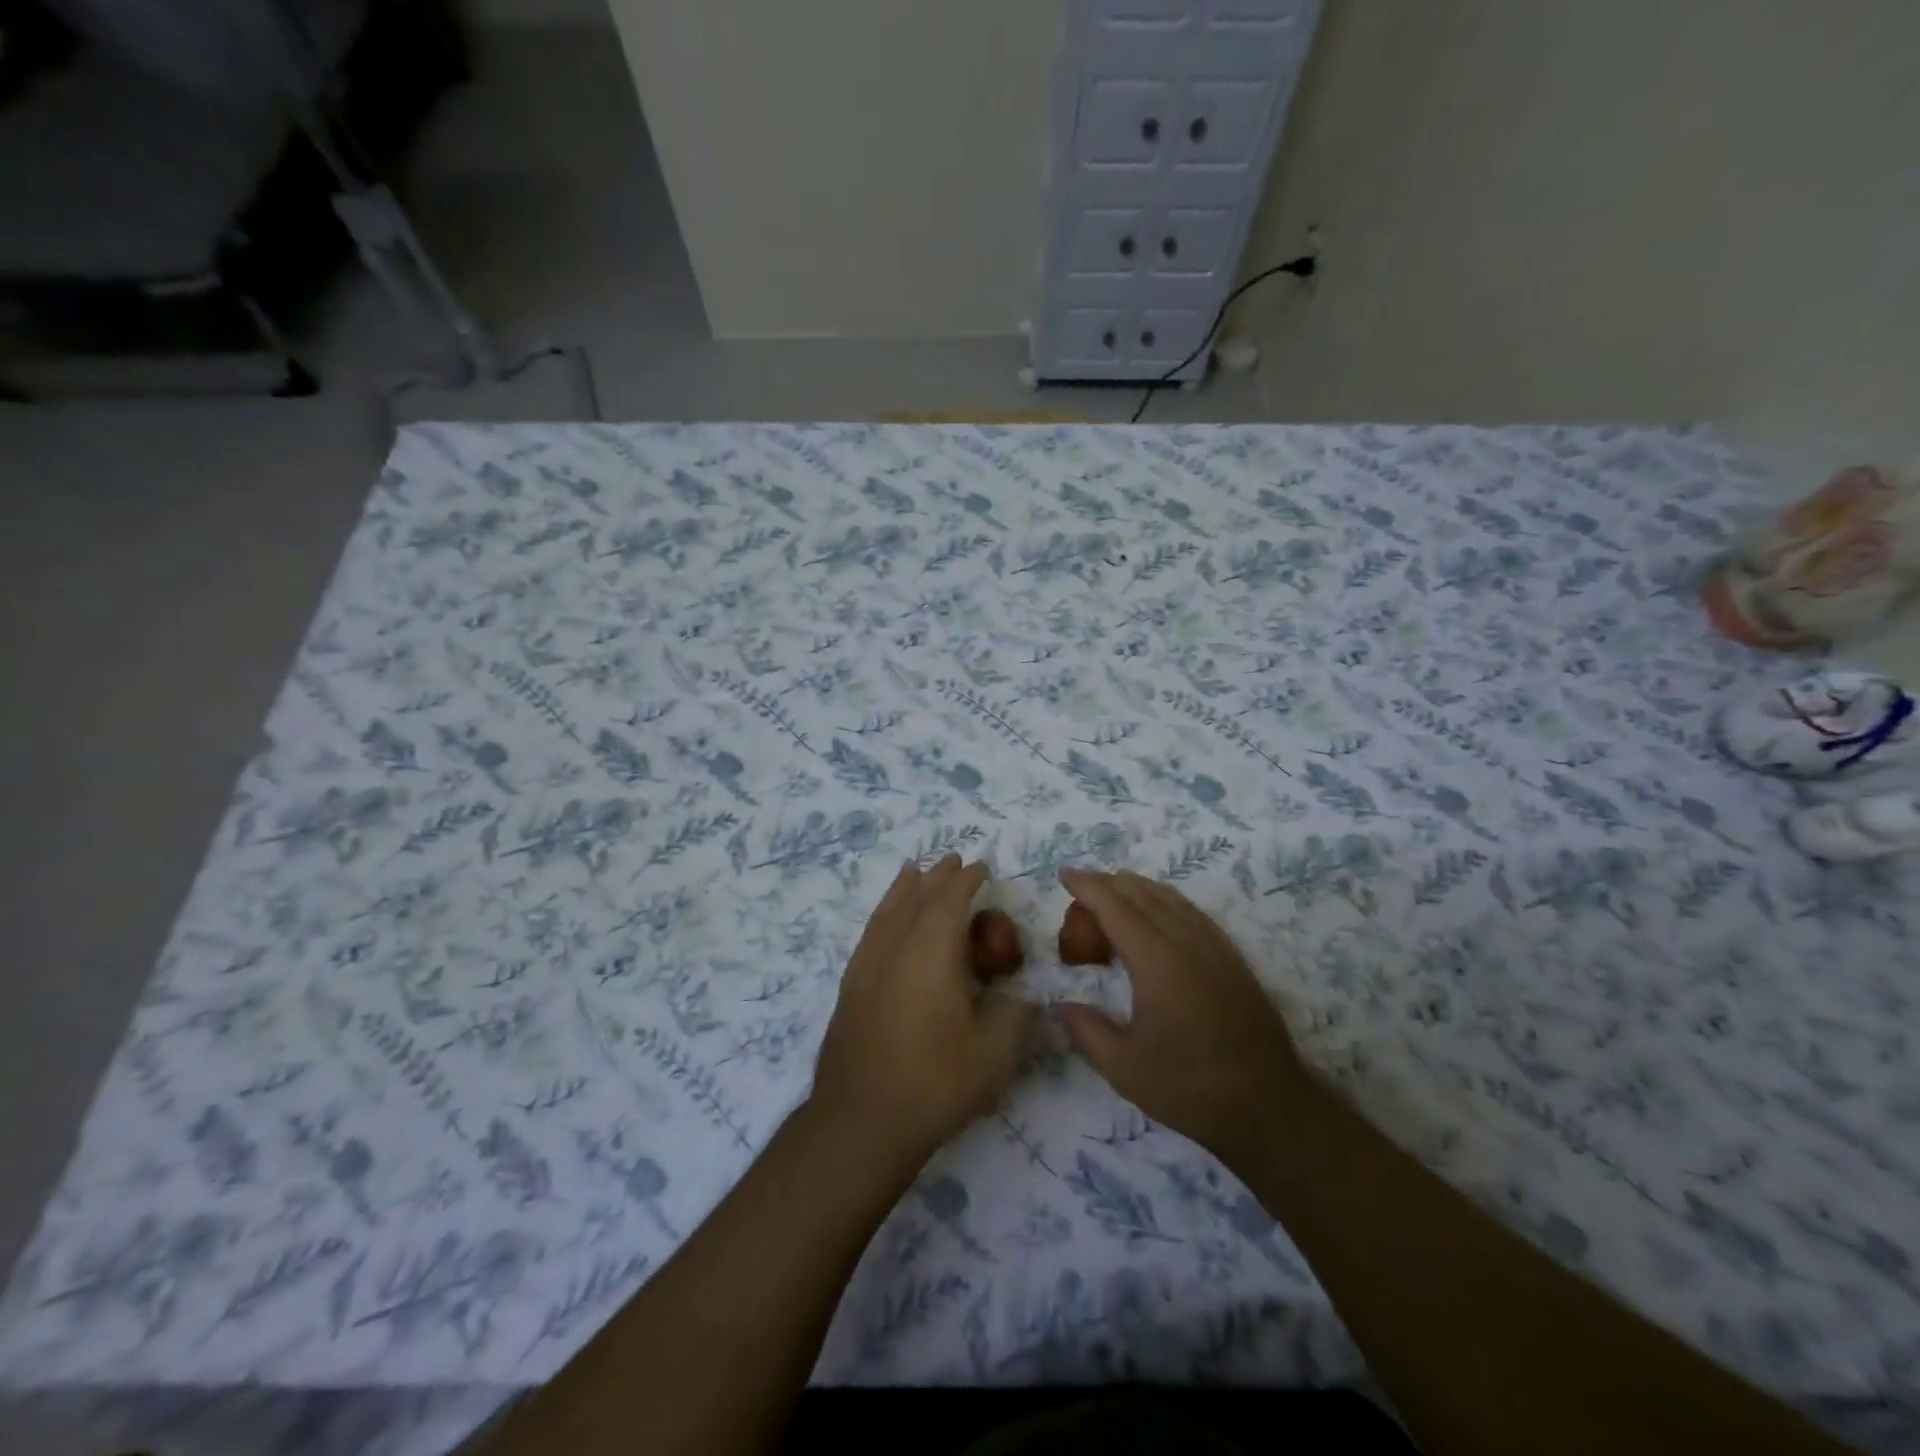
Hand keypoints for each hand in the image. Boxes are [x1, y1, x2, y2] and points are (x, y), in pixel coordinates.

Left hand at [810, 856, 1034, 1168]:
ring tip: (914, 870)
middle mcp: (896, 946)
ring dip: (906, 887)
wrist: (859, 1121)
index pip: (952, 898)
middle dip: (939, 876)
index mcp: (933, 952)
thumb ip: (1016, 1017)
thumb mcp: (995, 1055)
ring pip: (888, 910)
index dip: (969, 879)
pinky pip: (870, 931)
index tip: (983, 866)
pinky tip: (886, 920)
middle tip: (955, 862)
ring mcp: (867, 964)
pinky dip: (883, 912)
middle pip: (917, 897)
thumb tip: (1024, 998)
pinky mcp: (850, 986)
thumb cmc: (934, 1083)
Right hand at [1056, 869, 1305, 1169]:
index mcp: (1157, 961)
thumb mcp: (1124, 1068)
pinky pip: (1192, 912)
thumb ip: (1086, 1030)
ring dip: (1137, 888)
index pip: (1115, 907)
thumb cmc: (1191, 1087)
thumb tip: (1060, 1005)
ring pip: (1170, 898)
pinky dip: (1165, 901)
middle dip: (1108, 883)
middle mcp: (1187, 942)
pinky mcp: (1232, 959)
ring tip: (1113, 892)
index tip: (1064, 874)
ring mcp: (1215, 947)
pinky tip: (1158, 915)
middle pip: (1142, 894)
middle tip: (1081, 891)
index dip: (1087, 886)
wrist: (1269, 1106)